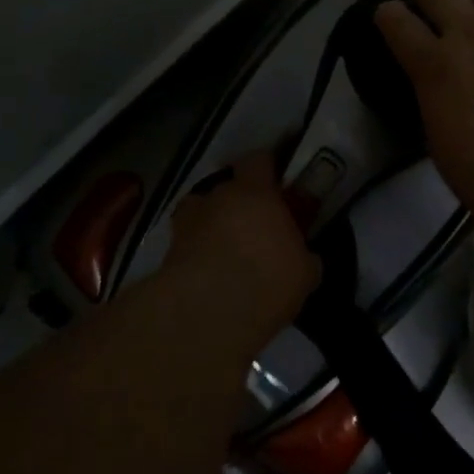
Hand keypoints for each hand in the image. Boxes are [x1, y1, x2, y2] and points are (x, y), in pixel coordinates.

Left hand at [165, 151, 320, 340]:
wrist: (208, 313)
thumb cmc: (267, 280)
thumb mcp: (304, 272)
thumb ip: (302, 254)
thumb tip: (303, 255)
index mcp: (255, 192)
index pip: (258, 161)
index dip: (267, 170)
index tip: (277, 185)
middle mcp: (218, 197)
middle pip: (227, 187)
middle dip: (240, 203)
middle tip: (254, 227)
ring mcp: (188, 221)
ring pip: (202, 212)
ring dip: (212, 224)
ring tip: (225, 250)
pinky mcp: (169, 250)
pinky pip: (187, 242)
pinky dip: (196, 251)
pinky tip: (208, 274)